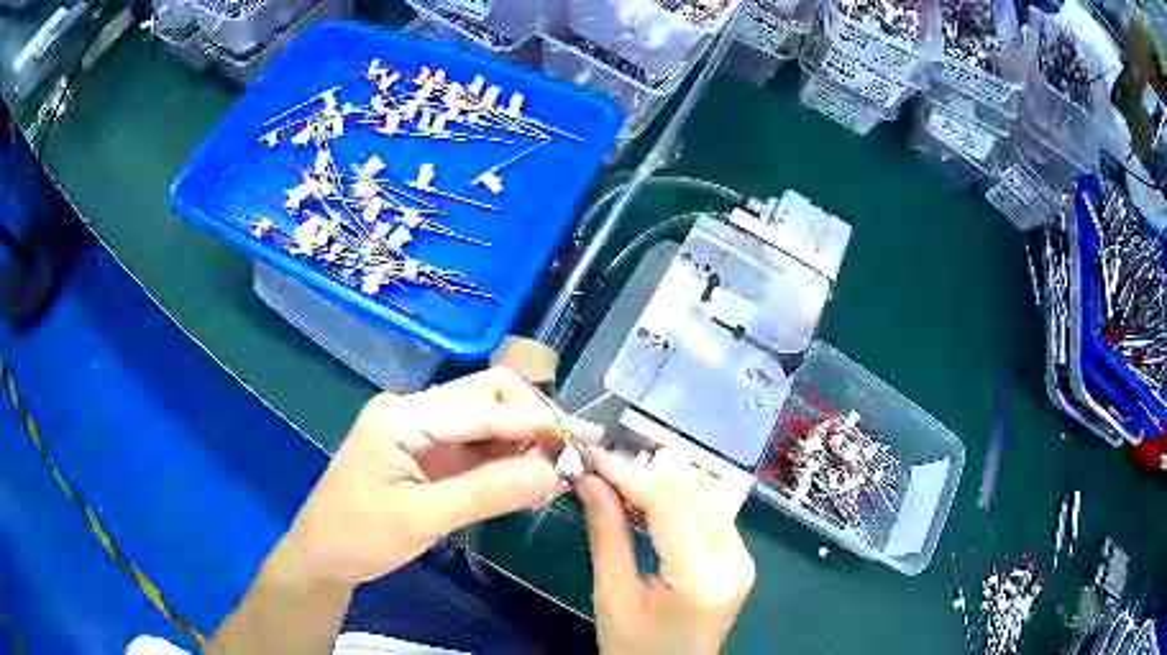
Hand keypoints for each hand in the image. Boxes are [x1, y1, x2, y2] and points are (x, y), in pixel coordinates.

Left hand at [274, 367, 601, 586]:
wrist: (322, 555)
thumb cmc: (359, 536)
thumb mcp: (421, 519)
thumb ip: (486, 493)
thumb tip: (553, 473)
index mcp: (403, 415)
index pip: (483, 406)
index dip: (536, 423)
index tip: (583, 441)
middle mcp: (413, 410)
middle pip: (486, 397)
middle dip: (534, 420)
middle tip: (576, 450)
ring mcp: (419, 431)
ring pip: (485, 420)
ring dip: (523, 441)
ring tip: (562, 467)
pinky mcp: (425, 452)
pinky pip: (474, 445)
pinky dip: (505, 459)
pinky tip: (530, 477)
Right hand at [577, 448, 755, 654]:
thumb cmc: (633, 647)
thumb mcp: (612, 595)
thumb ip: (606, 533)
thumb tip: (589, 479)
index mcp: (702, 577)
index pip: (669, 505)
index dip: (629, 474)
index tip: (593, 456)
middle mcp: (735, 559)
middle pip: (694, 493)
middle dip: (645, 474)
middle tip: (601, 470)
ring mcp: (743, 558)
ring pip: (708, 494)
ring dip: (665, 481)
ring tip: (621, 481)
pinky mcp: (740, 559)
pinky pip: (714, 511)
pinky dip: (681, 497)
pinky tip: (651, 498)